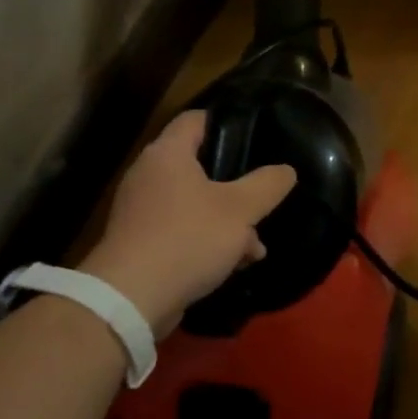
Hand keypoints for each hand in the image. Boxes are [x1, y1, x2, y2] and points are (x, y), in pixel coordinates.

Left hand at [78, 111, 295, 334]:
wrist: (131, 299)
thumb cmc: (188, 238)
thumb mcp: (241, 209)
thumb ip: (267, 185)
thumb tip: (286, 170)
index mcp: (168, 154)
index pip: (196, 119)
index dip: (227, 122)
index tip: (257, 136)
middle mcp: (149, 175)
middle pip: (200, 166)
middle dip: (236, 186)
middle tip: (263, 197)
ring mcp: (141, 211)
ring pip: (196, 203)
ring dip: (228, 220)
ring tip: (255, 244)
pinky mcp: (141, 243)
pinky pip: (183, 231)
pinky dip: (207, 241)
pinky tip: (234, 264)